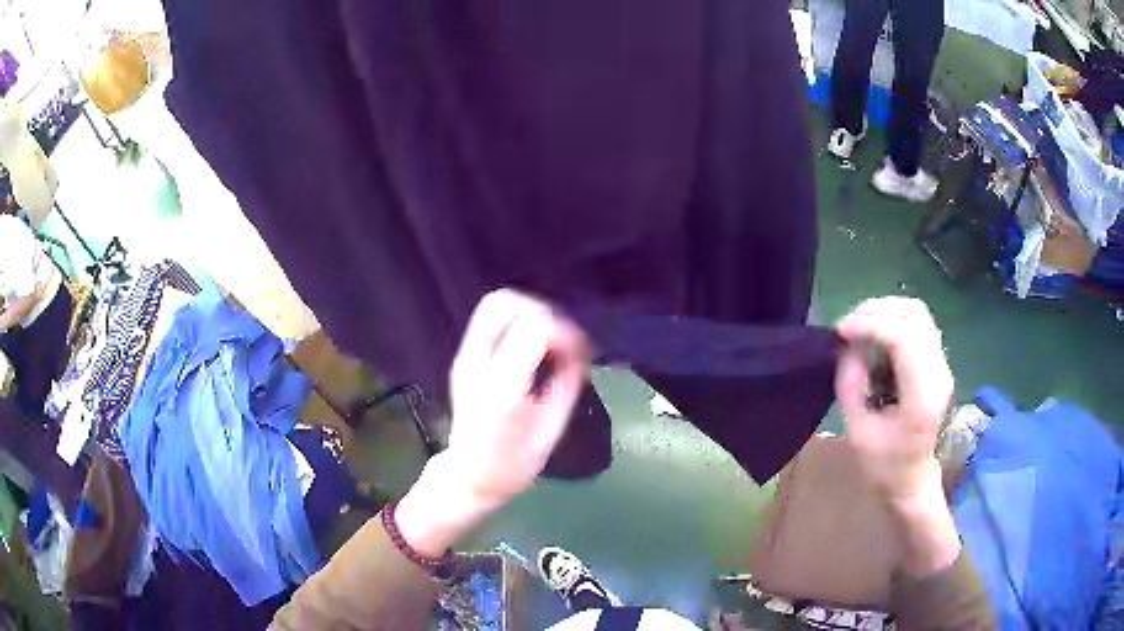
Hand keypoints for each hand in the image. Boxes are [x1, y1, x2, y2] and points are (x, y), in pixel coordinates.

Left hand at [395, 289, 588, 555]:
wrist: (469, 476)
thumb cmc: (514, 464)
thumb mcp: (552, 430)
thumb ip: (566, 385)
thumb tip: (578, 354)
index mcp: (502, 389)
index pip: (534, 329)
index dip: (565, 332)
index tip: (579, 355)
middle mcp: (477, 364)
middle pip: (503, 303)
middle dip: (542, 310)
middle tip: (563, 339)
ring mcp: (464, 358)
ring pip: (493, 304)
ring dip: (528, 311)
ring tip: (550, 340)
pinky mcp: (463, 357)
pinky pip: (490, 320)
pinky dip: (517, 320)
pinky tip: (533, 346)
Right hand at [835, 297, 953, 503]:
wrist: (913, 482)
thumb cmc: (884, 467)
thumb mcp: (858, 431)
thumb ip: (851, 384)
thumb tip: (846, 345)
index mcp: (921, 397)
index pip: (902, 338)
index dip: (869, 324)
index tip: (840, 331)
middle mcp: (938, 373)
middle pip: (914, 315)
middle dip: (876, 311)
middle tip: (847, 326)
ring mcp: (942, 365)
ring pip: (917, 313)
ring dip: (885, 311)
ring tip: (859, 326)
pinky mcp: (938, 363)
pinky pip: (917, 324)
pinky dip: (893, 320)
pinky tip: (875, 336)